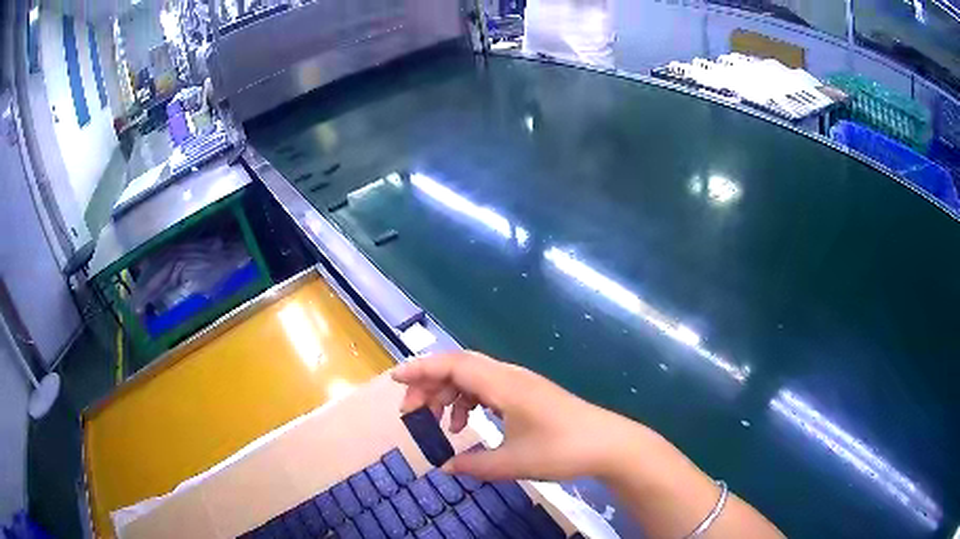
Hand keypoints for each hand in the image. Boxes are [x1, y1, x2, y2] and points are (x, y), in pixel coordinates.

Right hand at [392, 351, 641, 481]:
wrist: (608, 444)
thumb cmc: (562, 449)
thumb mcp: (513, 463)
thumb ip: (474, 465)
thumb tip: (445, 466)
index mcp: (503, 385)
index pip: (453, 365)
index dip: (421, 370)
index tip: (395, 381)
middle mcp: (509, 376)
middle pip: (459, 367)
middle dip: (430, 385)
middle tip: (411, 413)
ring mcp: (520, 383)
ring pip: (473, 377)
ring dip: (450, 395)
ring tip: (442, 426)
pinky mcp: (528, 394)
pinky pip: (488, 388)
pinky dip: (470, 401)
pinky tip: (469, 425)